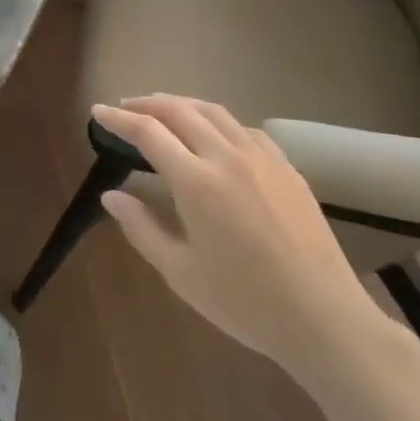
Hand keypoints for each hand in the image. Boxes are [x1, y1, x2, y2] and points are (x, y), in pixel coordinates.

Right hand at [94, 95, 391, 380]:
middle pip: (179, 111)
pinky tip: (215, 135)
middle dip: (147, 104)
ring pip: (213, 112)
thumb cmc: (244, 301)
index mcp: (196, 181)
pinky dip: (218, 121)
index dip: (119, 119)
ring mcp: (260, 157)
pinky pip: (244, 128)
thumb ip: (141, 228)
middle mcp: (226, 156)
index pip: (148, 132)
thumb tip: (110, 196)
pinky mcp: (286, 166)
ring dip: (181, 104)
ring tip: (163, 110)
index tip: (97, 111)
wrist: (322, 317)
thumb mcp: (181, 273)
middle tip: (125, 107)